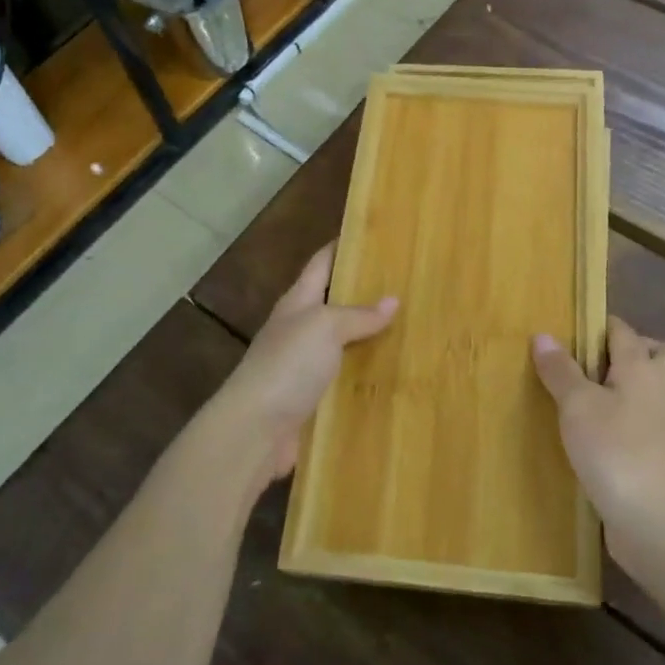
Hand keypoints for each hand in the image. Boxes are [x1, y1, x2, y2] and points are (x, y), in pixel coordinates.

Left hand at [217, 243, 396, 486]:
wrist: (254, 430)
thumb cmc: (287, 365)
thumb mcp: (325, 327)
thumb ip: (358, 314)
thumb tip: (392, 300)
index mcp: (298, 301)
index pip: (322, 262)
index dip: (342, 246)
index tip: (372, 233)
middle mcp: (299, 328)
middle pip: (334, 302)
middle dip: (364, 292)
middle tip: (405, 282)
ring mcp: (303, 365)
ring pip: (342, 342)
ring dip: (369, 336)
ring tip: (410, 326)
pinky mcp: (311, 398)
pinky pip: (344, 378)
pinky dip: (365, 374)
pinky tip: (392, 374)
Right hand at [532, 316, 664, 581]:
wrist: (655, 523)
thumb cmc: (615, 451)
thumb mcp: (577, 406)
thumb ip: (561, 370)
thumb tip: (543, 335)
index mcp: (642, 368)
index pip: (624, 330)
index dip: (598, 325)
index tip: (568, 329)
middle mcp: (659, 391)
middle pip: (661, 355)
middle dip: (633, 351)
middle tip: (594, 363)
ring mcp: (663, 427)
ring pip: (654, 391)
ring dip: (628, 388)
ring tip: (587, 397)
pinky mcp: (658, 458)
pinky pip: (645, 424)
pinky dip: (625, 421)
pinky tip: (593, 434)